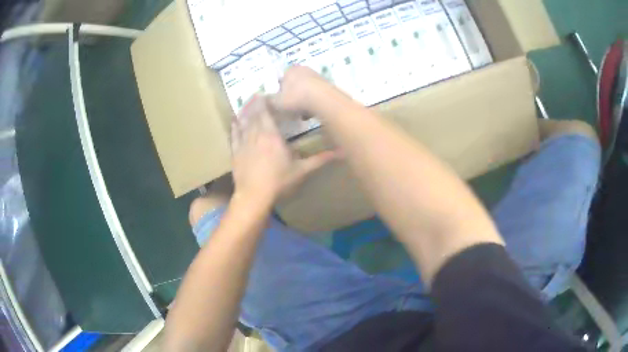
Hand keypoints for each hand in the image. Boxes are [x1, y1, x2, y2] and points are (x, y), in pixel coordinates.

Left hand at [231, 95, 336, 205]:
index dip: (265, 101)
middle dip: (255, 103)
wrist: (253, 196)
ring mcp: (243, 143)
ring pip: (243, 122)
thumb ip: (320, 159)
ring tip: (246, 103)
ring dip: (245, 111)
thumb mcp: (301, 170)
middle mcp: (256, 134)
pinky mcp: (235, 152)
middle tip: (257, 94)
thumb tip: (341, 152)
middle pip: (254, 114)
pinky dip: (234, 126)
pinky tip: (234, 121)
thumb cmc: (279, 182)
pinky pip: (234, 135)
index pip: (266, 112)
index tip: (266, 93)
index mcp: (272, 135)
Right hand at [269, 66, 336, 115]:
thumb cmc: (296, 98)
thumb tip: (263, 100)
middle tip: (289, 109)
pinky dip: (312, 104)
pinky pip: (316, 96)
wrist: (323, 100)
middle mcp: (304, 69)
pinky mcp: (327, 86)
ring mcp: (317, 77)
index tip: (280, 102)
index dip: (279, 91)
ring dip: (303, 102)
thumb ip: (269, 100)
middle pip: (294, 84)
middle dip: (292, 96)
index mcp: (290, 70)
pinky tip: (311, 114)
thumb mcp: (276, 102)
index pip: (281, 79)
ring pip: (305, 91)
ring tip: (301, 114)